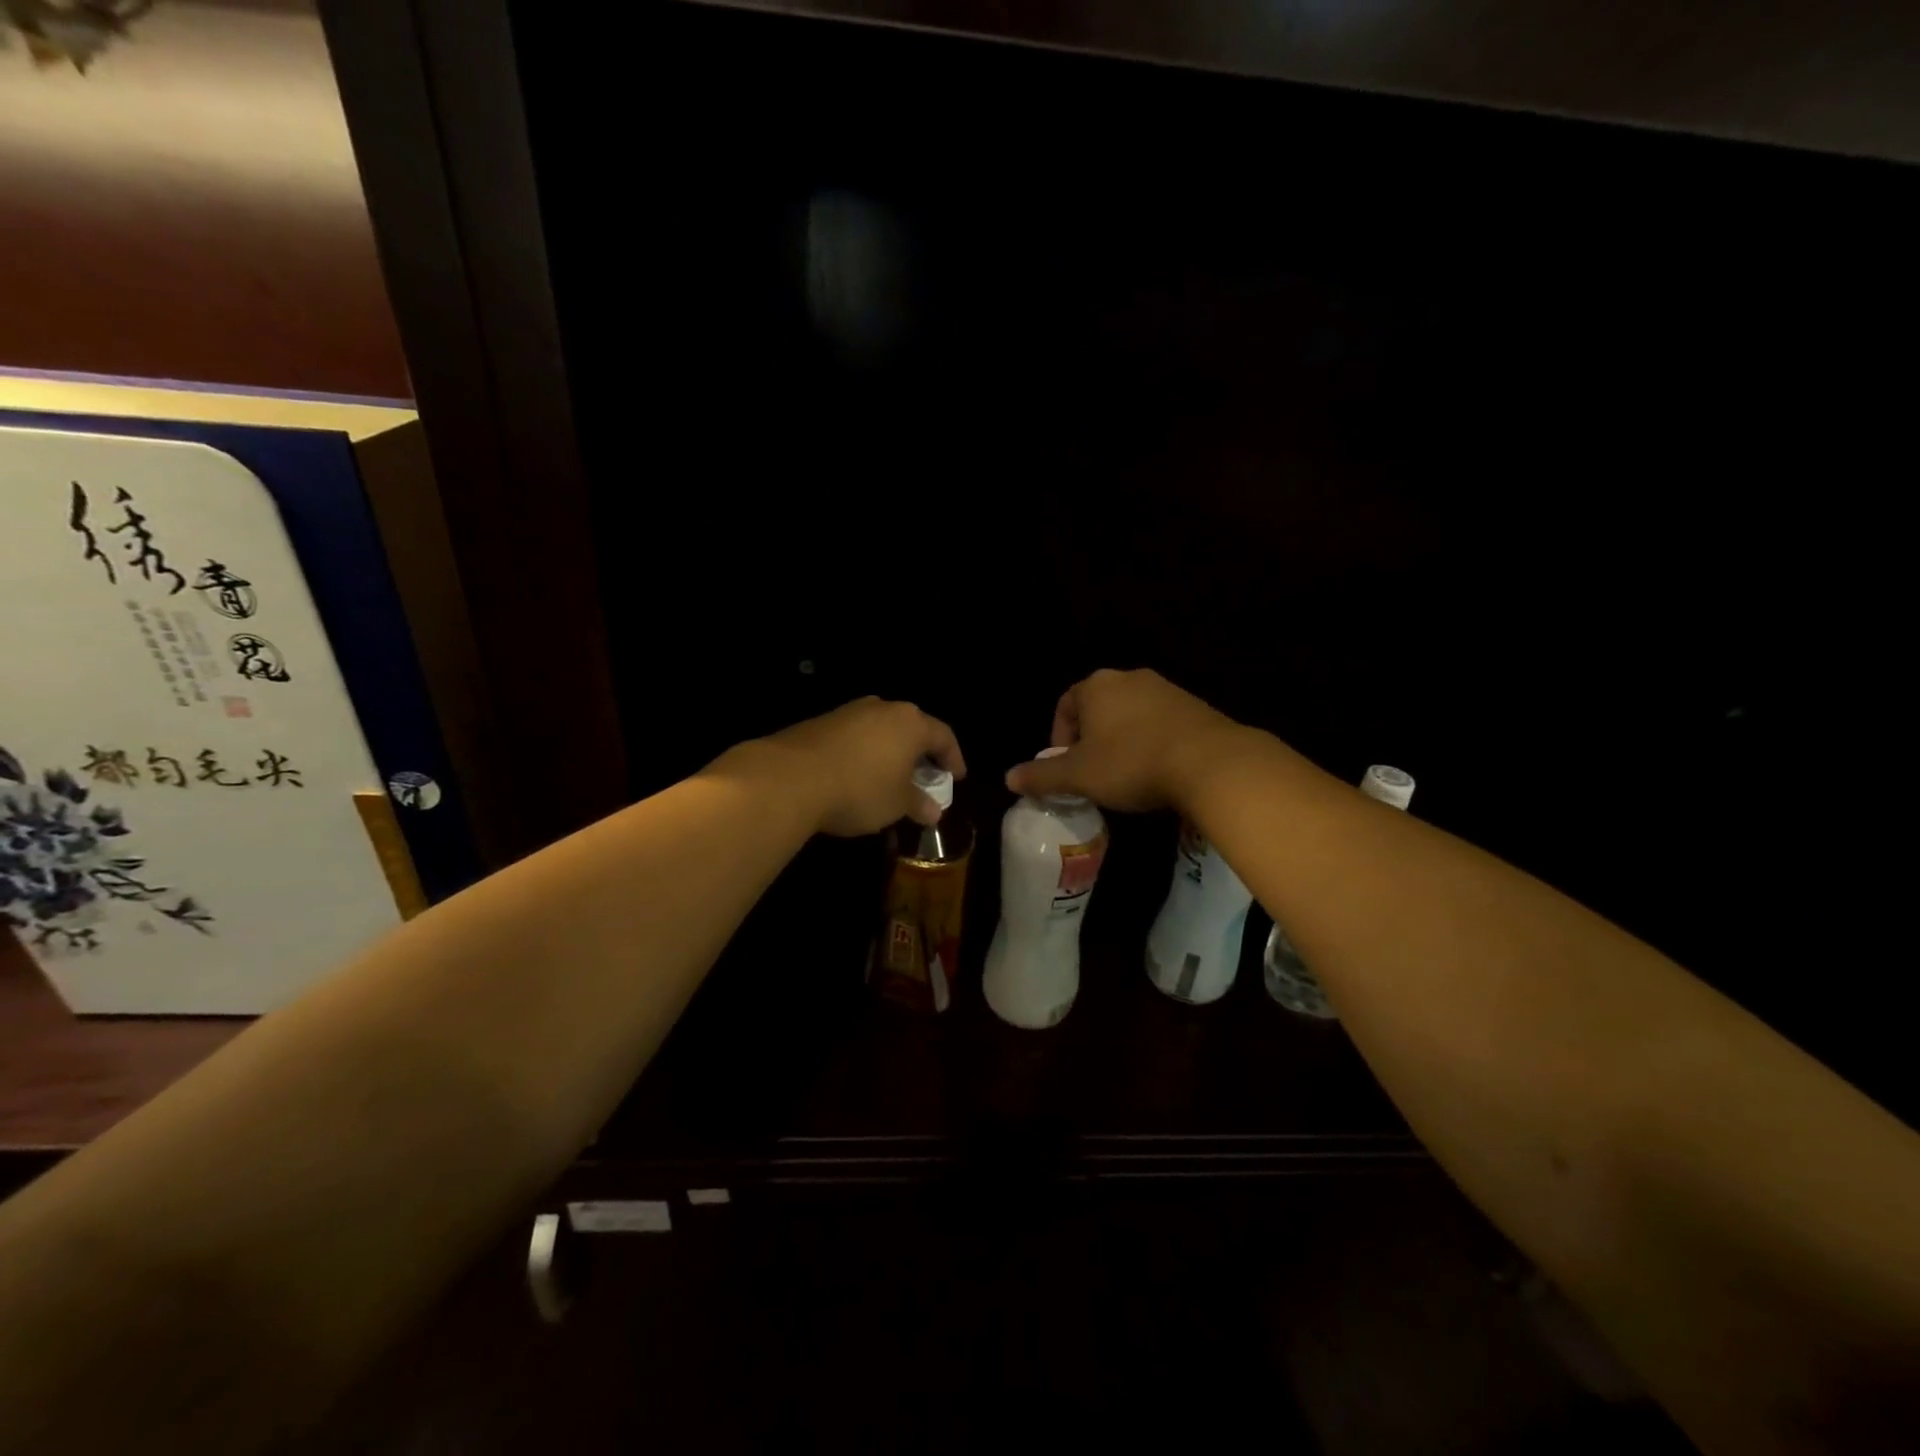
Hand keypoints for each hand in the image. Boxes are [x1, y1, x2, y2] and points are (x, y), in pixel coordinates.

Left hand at [759, 696, 965, 837]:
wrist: (790, 778)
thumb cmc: (860, 789)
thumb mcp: (896, 804)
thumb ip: (918, 804)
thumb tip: (933, 811)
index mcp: (911, 723)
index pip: (943, 736)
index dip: (953, 758)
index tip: (956, 778)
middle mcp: (883, 709)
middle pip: (912, 727)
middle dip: (920, 753)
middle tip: (925, 776)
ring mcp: (849, 712)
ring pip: (881, 730)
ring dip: (890, 752)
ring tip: (890, 777)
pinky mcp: (821, 722)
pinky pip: (855, 736)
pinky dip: (864, 753)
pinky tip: (857, 775)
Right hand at [1003, 669, 1239, 813]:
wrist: (1209, 762)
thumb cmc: (1130, 763)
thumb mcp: (1078, 776)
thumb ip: (1041, 776)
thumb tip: (1008, 779)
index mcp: (1097, 686)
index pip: (1065, 704)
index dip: (1059, 735)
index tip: (1064, 765)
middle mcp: (1129, 678)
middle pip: (1098, 707)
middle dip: (1090, 739)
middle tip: (1091, 772)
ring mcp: (1166, 690)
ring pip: (1130, 714)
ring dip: (1120, 740)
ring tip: (1124, 774)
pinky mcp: (1194, 707)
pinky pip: (1160, 723)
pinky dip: (1150, 742)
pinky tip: (1156, 770)